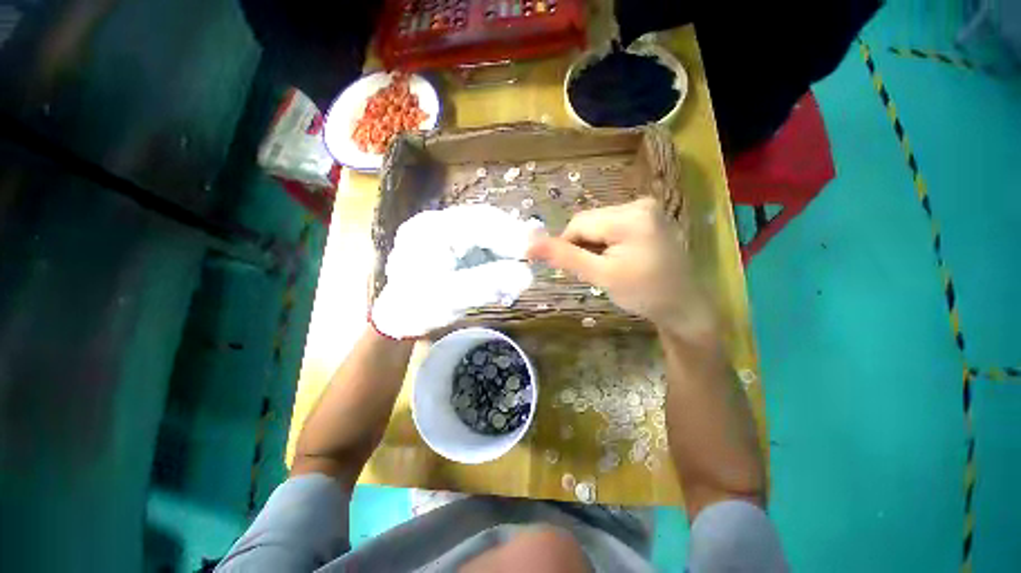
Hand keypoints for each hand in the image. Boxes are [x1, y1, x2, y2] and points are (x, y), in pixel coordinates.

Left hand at [371, 205, 542, 338]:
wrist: (398, 318)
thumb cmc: (417, 310)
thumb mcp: (450, 299)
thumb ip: (488, 284)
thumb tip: (527, 275)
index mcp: (430, 229)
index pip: (478, 222)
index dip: (509, 235)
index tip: (533, 251)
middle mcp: (438, 222)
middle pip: (484, 221)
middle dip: (510, 239)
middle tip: (532, 256)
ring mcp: (445, 231)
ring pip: (486, 230)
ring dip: (506, 247)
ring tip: (521, 264)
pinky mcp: (453, 242)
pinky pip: (482, 241)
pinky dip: (498, 254)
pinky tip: (505, 268)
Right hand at [527, 198, 715, 340]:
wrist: (682, 305)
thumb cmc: (642, 293)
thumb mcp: (600, 276)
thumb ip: (565, 257)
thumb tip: (529, 246)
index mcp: (630, 216)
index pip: (578, 224)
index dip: (568, 246)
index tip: (576, 270)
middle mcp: (639, 203)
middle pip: (590, 221)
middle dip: (584, 246)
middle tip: (597, 271)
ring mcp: (646, 208)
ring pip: (599, 224)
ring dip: (594, 245)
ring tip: (609, 266)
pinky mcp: (648, 216)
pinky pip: (612, 225)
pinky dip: (606, 242)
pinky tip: (619, 258)